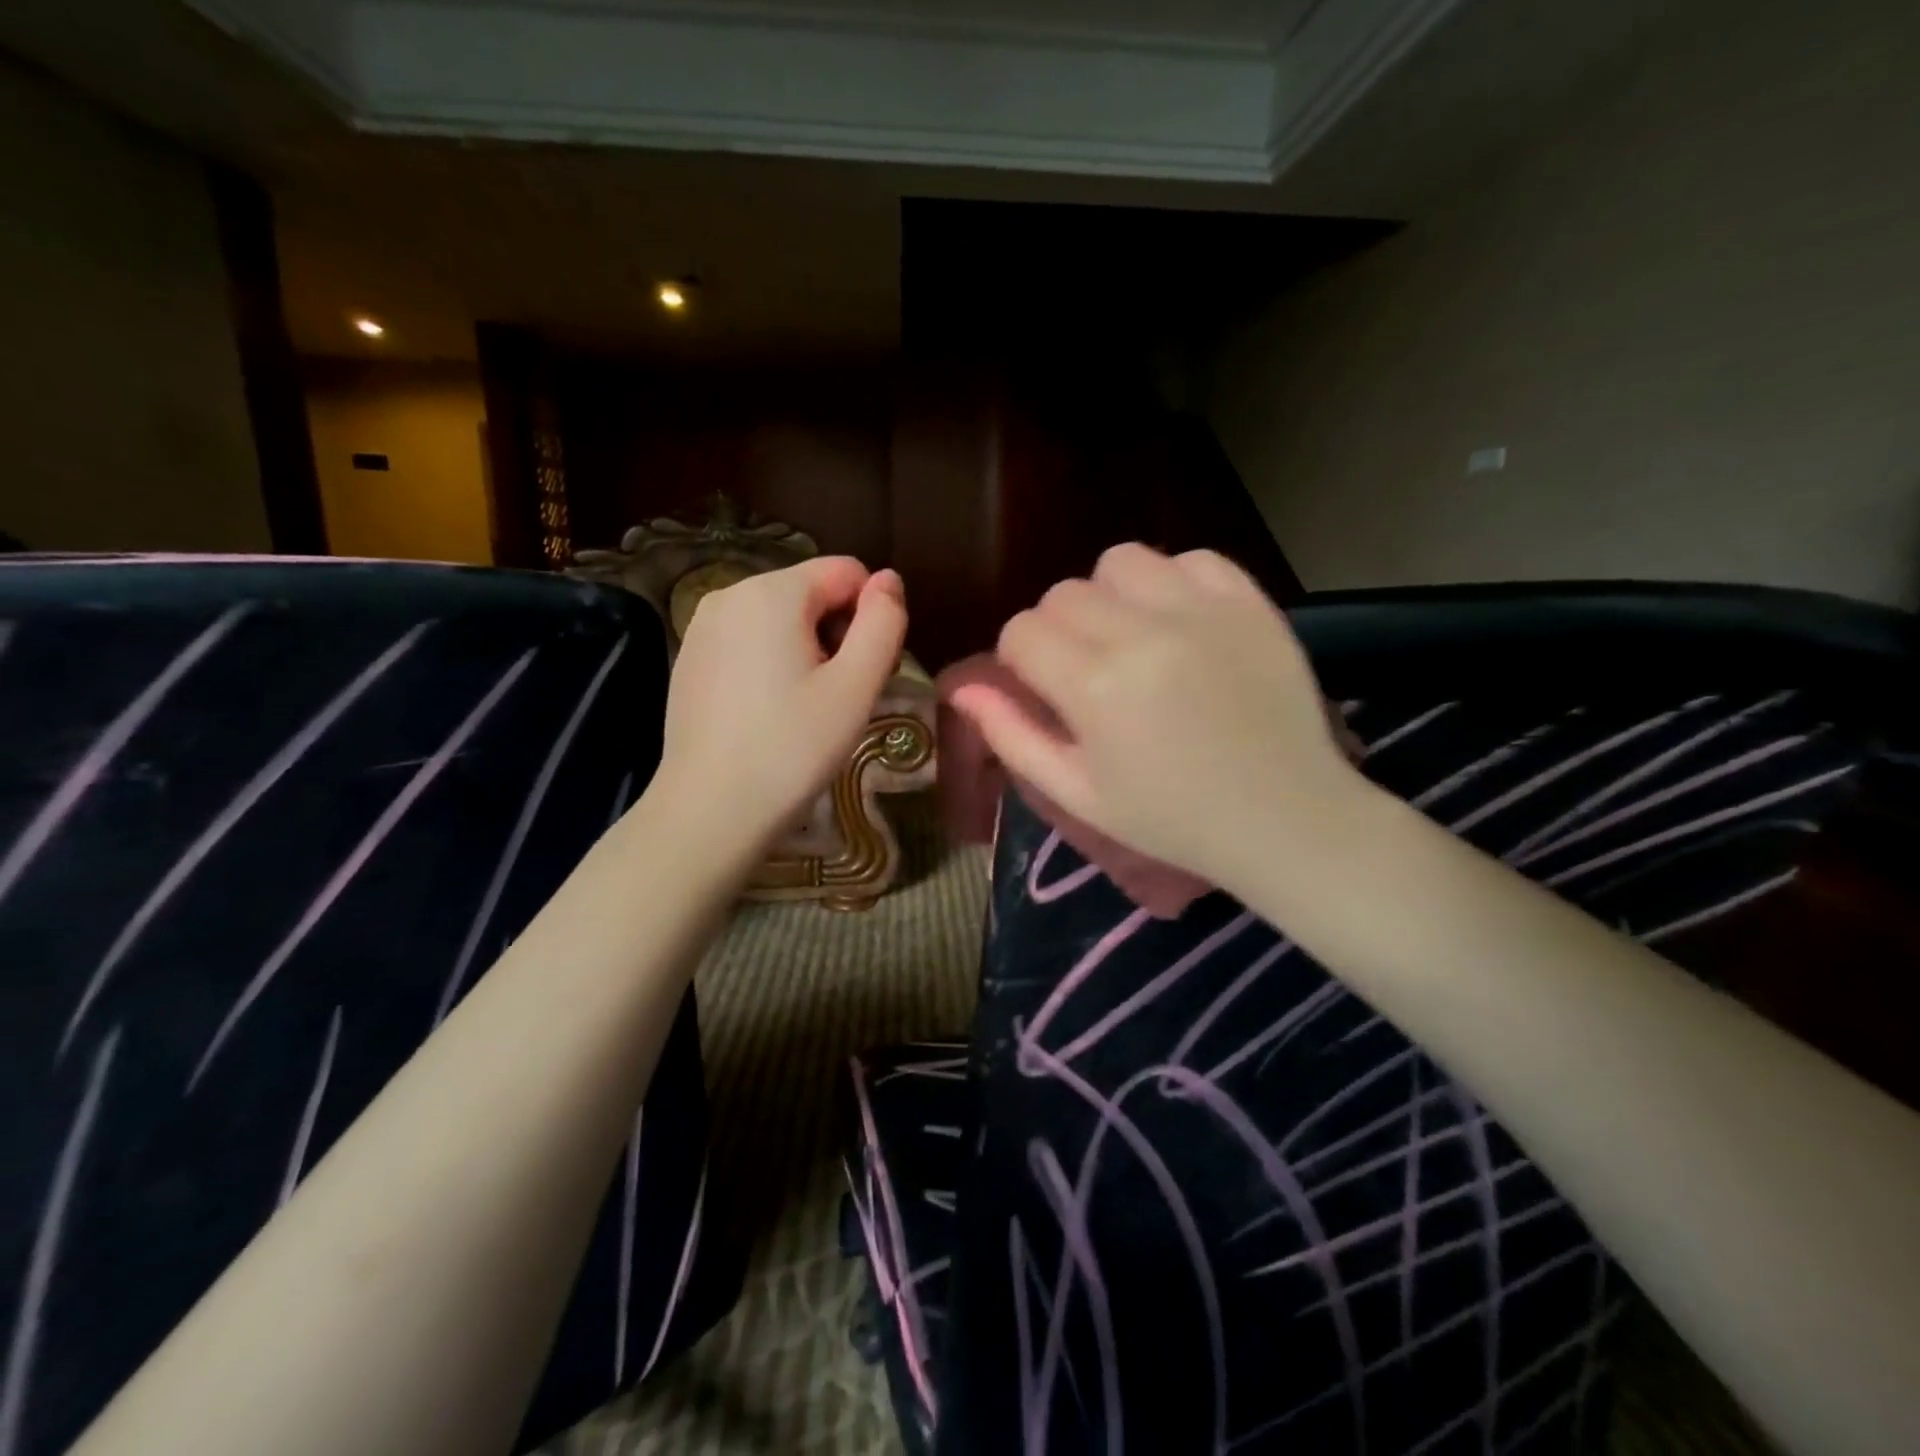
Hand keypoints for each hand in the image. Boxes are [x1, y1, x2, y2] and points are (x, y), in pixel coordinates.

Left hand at [655, 557, 906, 847]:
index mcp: (772, 591)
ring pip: (781, 618)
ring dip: (807, 651)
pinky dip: (771, 664)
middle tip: (838, 698)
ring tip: (805, 709)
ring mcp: (702, 626)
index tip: (863, 674)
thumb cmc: (792, 748)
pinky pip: (749, 641)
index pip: (848, 572)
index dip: (870, 618)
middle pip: (812, 592)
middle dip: (837, 634)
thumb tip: (889, 580)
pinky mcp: (690, 658)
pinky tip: (769, 713)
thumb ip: (883, 622)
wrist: (709, 811)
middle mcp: (730, 593)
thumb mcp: (856, 687)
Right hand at [947, 543, 1364, 890]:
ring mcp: (1200, 611)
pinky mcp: (1250, 603)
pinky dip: (1174, 582)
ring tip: (1131, 637)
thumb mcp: (1077, 794)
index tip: (1044, 688)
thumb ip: (1012, 737)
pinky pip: (1191, 558)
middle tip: (1087, 671)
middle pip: (1063, 594)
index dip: (1021, 659)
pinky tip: (1181, 623)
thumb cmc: (1171, 819)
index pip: (1021, 630)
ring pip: (1121, 562)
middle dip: (1059, 630)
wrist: (1285, 819)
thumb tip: (964, 690)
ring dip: (1111, 596)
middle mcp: (1141, 633)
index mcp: (1093, 687)